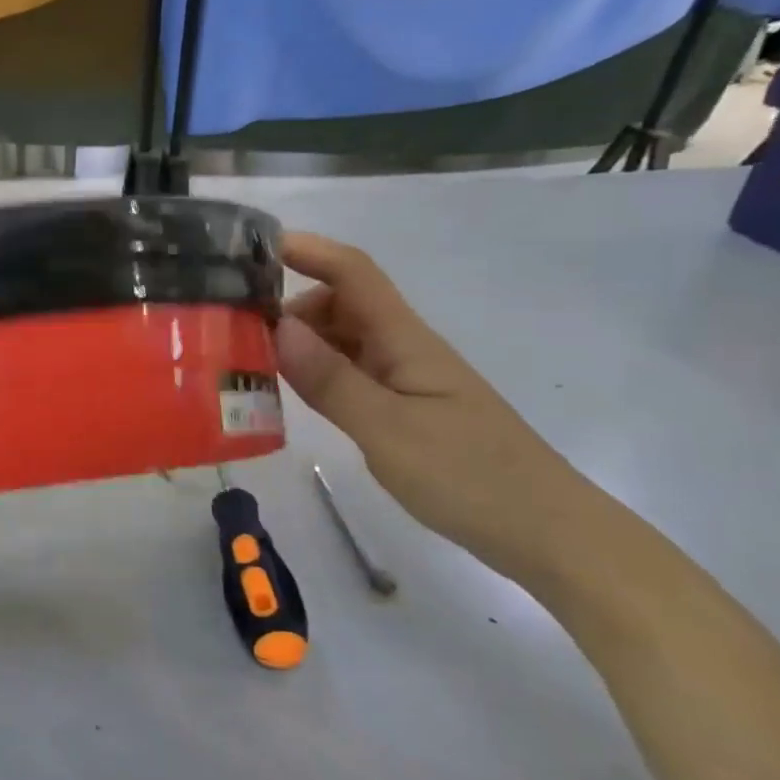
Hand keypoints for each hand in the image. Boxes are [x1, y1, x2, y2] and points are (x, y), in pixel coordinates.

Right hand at [274, 232, 601, 585]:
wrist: (545, 533)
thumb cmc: (470, 477)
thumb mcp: (388, 430)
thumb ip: (330, 380)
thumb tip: (278, 327)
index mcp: (405, 341)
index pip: (354, 273)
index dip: (309, 250)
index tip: (254, 247)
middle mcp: (402, 349)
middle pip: (340, 303)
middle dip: (288, 306)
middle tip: (233, 331)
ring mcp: (403, 380)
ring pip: (341, 340)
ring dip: (297, 341)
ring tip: (247, 363)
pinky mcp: (401, 409)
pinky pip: (347, 374)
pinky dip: (313, 373)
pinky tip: (286, 395)